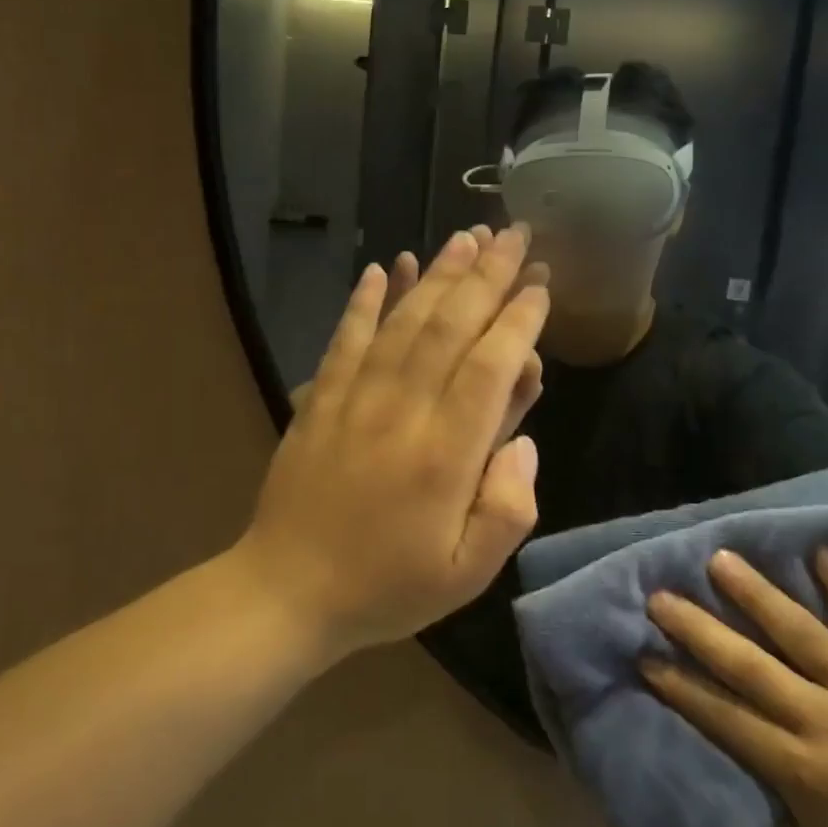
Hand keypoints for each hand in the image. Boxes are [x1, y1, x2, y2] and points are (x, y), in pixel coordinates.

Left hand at [241, 226, 548, 657]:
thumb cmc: (388, 587)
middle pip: (450, 327)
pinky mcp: (320, 399)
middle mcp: (402, 411)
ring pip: (403, 321)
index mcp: (446, 455)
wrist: (286, 592)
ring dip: (438, 274)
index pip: (490, 366)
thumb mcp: (468, 574)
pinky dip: (365, 299)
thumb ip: (509, 507)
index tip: (540, 285)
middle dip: (488, 275)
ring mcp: (355, 399)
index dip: (520, 320)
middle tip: (516, 234)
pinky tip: (383, 267)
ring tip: (466, 237)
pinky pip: (346, 338)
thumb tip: (524, 440)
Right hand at [641, 548, 827, 826]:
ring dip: (758, 595)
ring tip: (721, 559)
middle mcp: (826, 722)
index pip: (724, 716)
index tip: (643, 652)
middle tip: (660, 595)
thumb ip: (767, 792)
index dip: (680, 684)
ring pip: (803, 634)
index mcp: (800, 768)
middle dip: (699, 629)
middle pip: (750, 667)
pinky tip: (820, 551)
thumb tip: (719, 749)